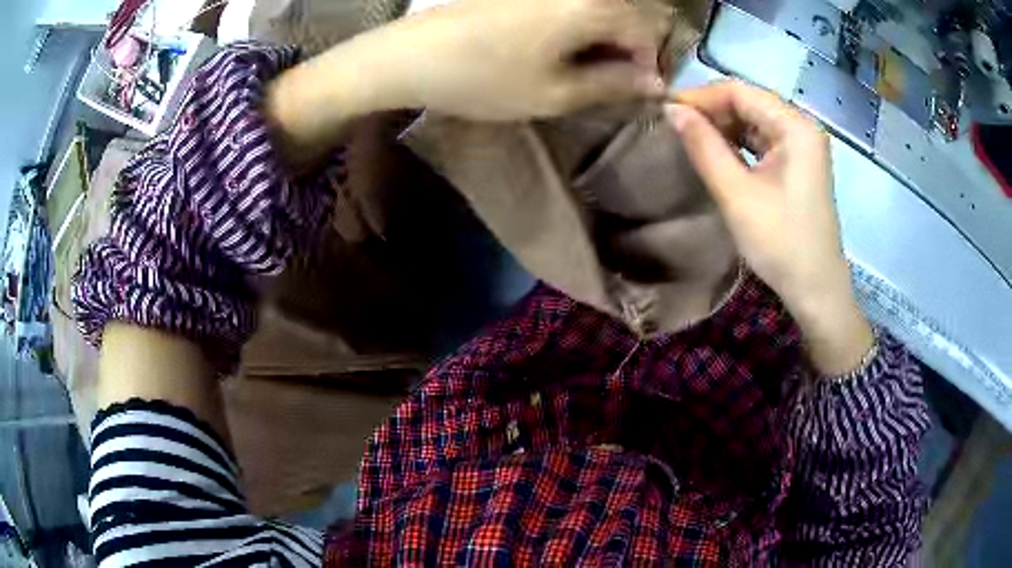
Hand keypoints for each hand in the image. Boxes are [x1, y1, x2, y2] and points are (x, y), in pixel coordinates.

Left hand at [378, 0, 667, 119]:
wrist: (410, 56)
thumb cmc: (483, 79)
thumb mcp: (555, 94)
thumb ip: (613, 84)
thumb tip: (653, 82)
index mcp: (591, 7)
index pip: (649, 29)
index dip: (650, 62)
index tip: (636, 90)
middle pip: (629, 12)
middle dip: (630, 48)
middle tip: (608, 81)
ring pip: (601, 7)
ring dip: (604, 38)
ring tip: (580, 69)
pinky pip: (572, 4)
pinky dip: (579, 26)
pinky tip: (558, 48)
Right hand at [666, 81, 872, 375]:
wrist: (816, 290)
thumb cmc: (781, 243)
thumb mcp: (737, 194)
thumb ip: (703, 146)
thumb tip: (670, 109)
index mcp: (795, 126)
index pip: (740, 92)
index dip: (700, 96)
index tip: (664, 111)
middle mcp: (802, 127)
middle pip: (748, 102)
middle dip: (710, 111)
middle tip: (673, 126)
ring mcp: (802, 145)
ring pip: (754, 120)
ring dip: (722, 127)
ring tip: (688, 138)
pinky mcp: (798, 164)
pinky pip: (762, 140)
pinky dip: (737, 143)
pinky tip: (716, 152)